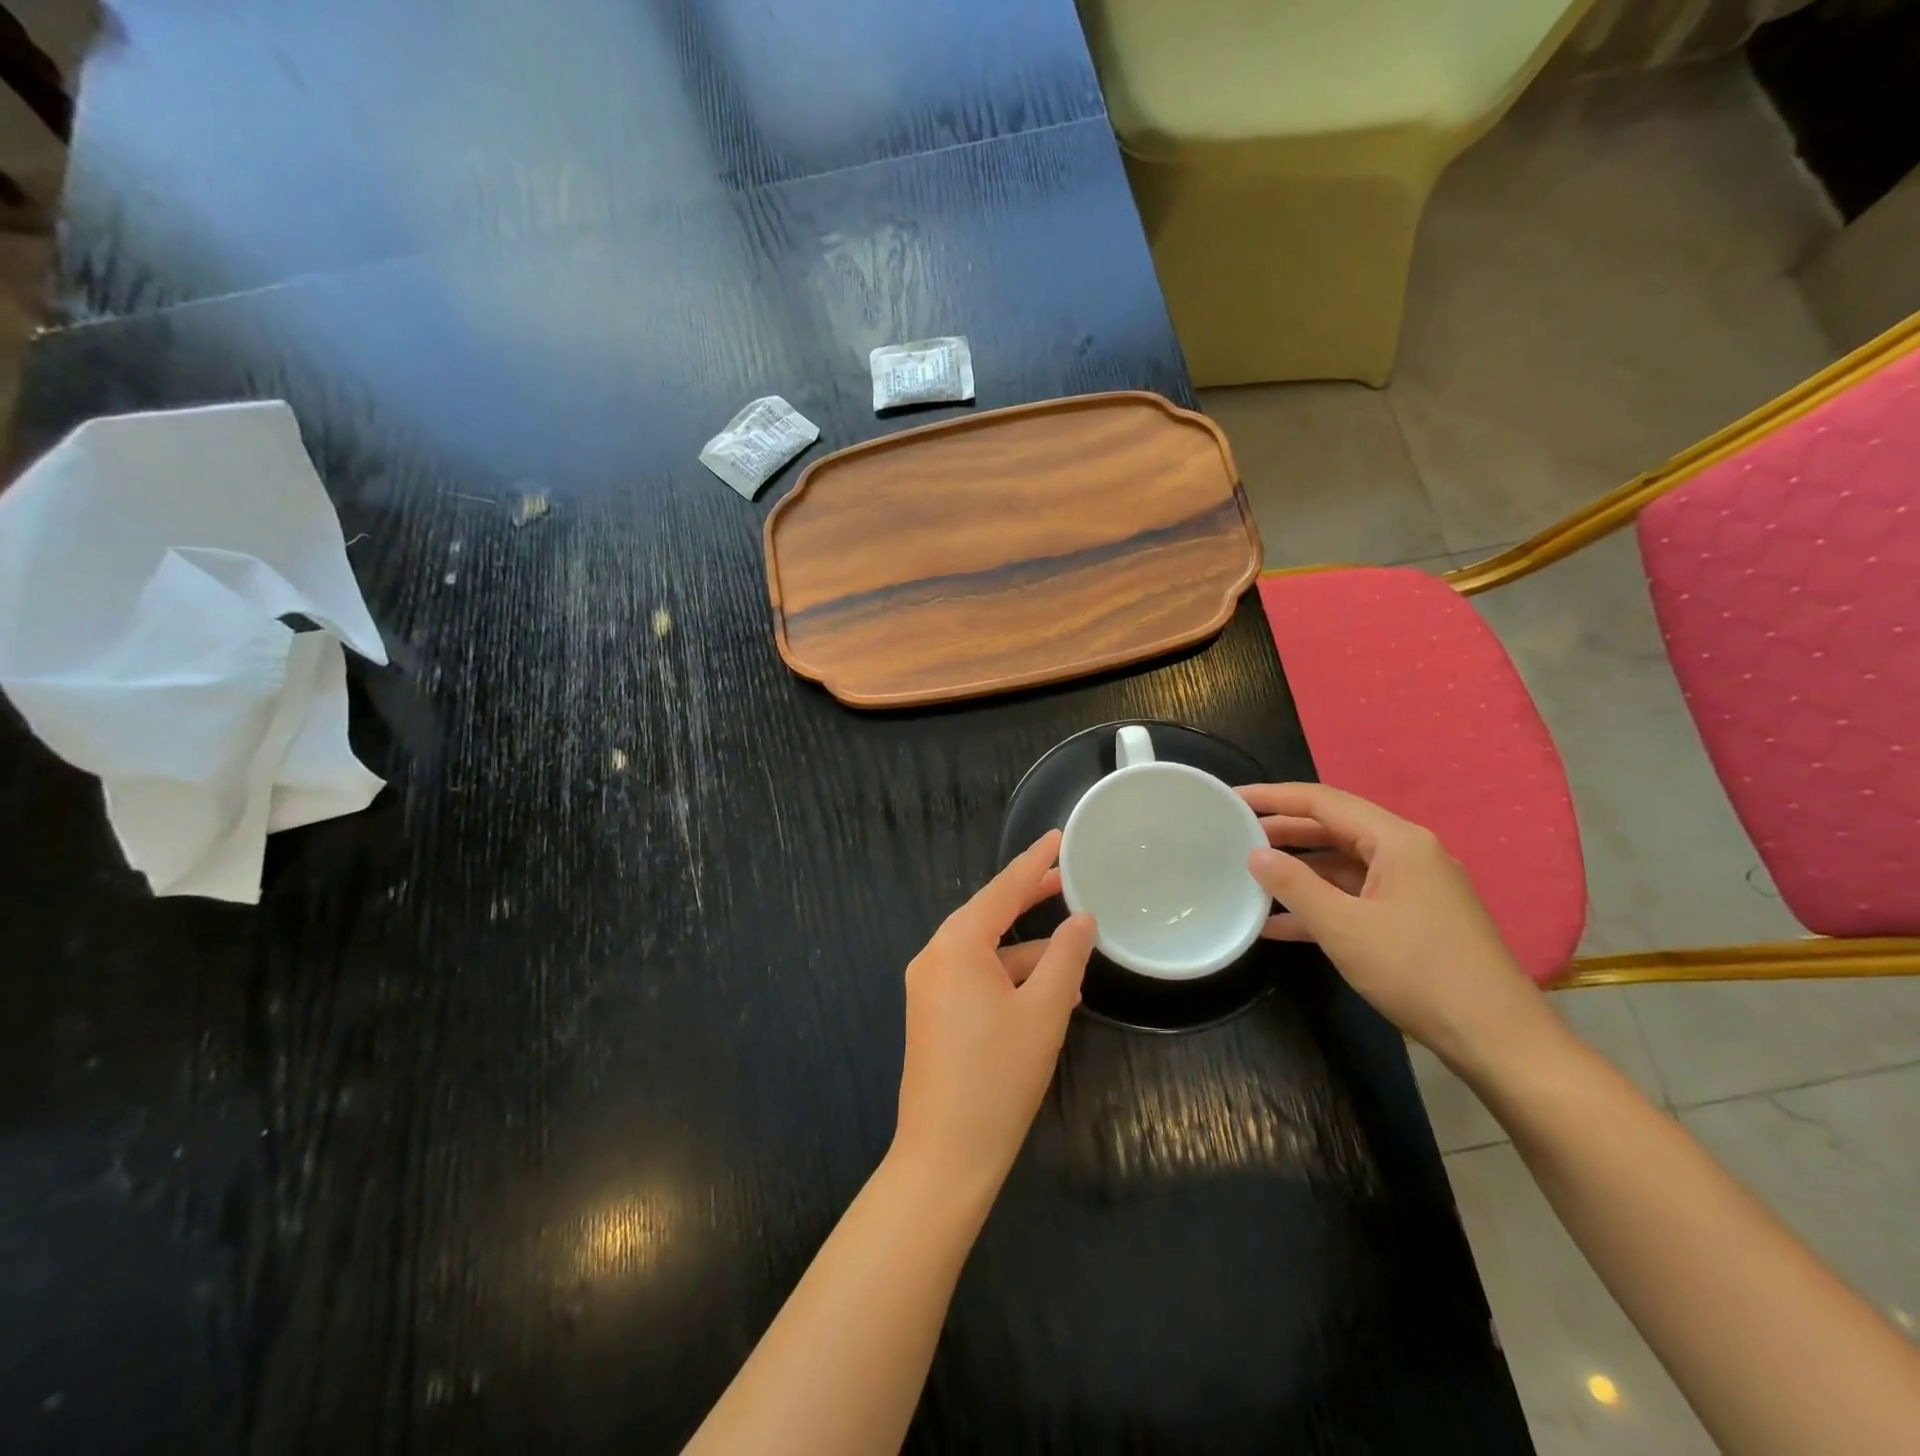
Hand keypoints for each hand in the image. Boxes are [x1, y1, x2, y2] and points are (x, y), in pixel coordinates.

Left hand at [892, 830, 1095, 1199]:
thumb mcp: (1044, 1011)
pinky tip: (1049, 992)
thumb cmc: (998, 1076)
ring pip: (986, 951)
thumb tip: (1082, 920)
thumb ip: (1065, 957)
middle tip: (1068, 878)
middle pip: (989, 915)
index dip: (1033, 863)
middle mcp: (935, 957)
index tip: (1057, 836)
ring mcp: (930, 986)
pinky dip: (1010, 977)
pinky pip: (976, 978)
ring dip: (1027, 950)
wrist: (945, 1156)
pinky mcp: (934, 1013)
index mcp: (956, 945)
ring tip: (1074, 949)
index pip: (1001, 890)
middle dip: (1029, 899)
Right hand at [1237, 783, 1549, 1070]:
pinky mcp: (1414, 918)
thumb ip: (1294, 885)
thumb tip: (1255, 854)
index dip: (1273, 796)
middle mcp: (1408, 853)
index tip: (1232, 797)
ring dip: (1298, 870)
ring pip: (1343, 865)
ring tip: (1249, 874)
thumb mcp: (1344, 928)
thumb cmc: (1418, 972)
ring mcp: (1414, 887)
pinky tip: (1279, 923)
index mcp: (1397, 841)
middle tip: (1234, 833)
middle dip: (1283, 831)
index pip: (1323, 801)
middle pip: (1334, 828)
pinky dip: (1320, 903)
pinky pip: (1356, 896)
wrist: (1498, 1039)